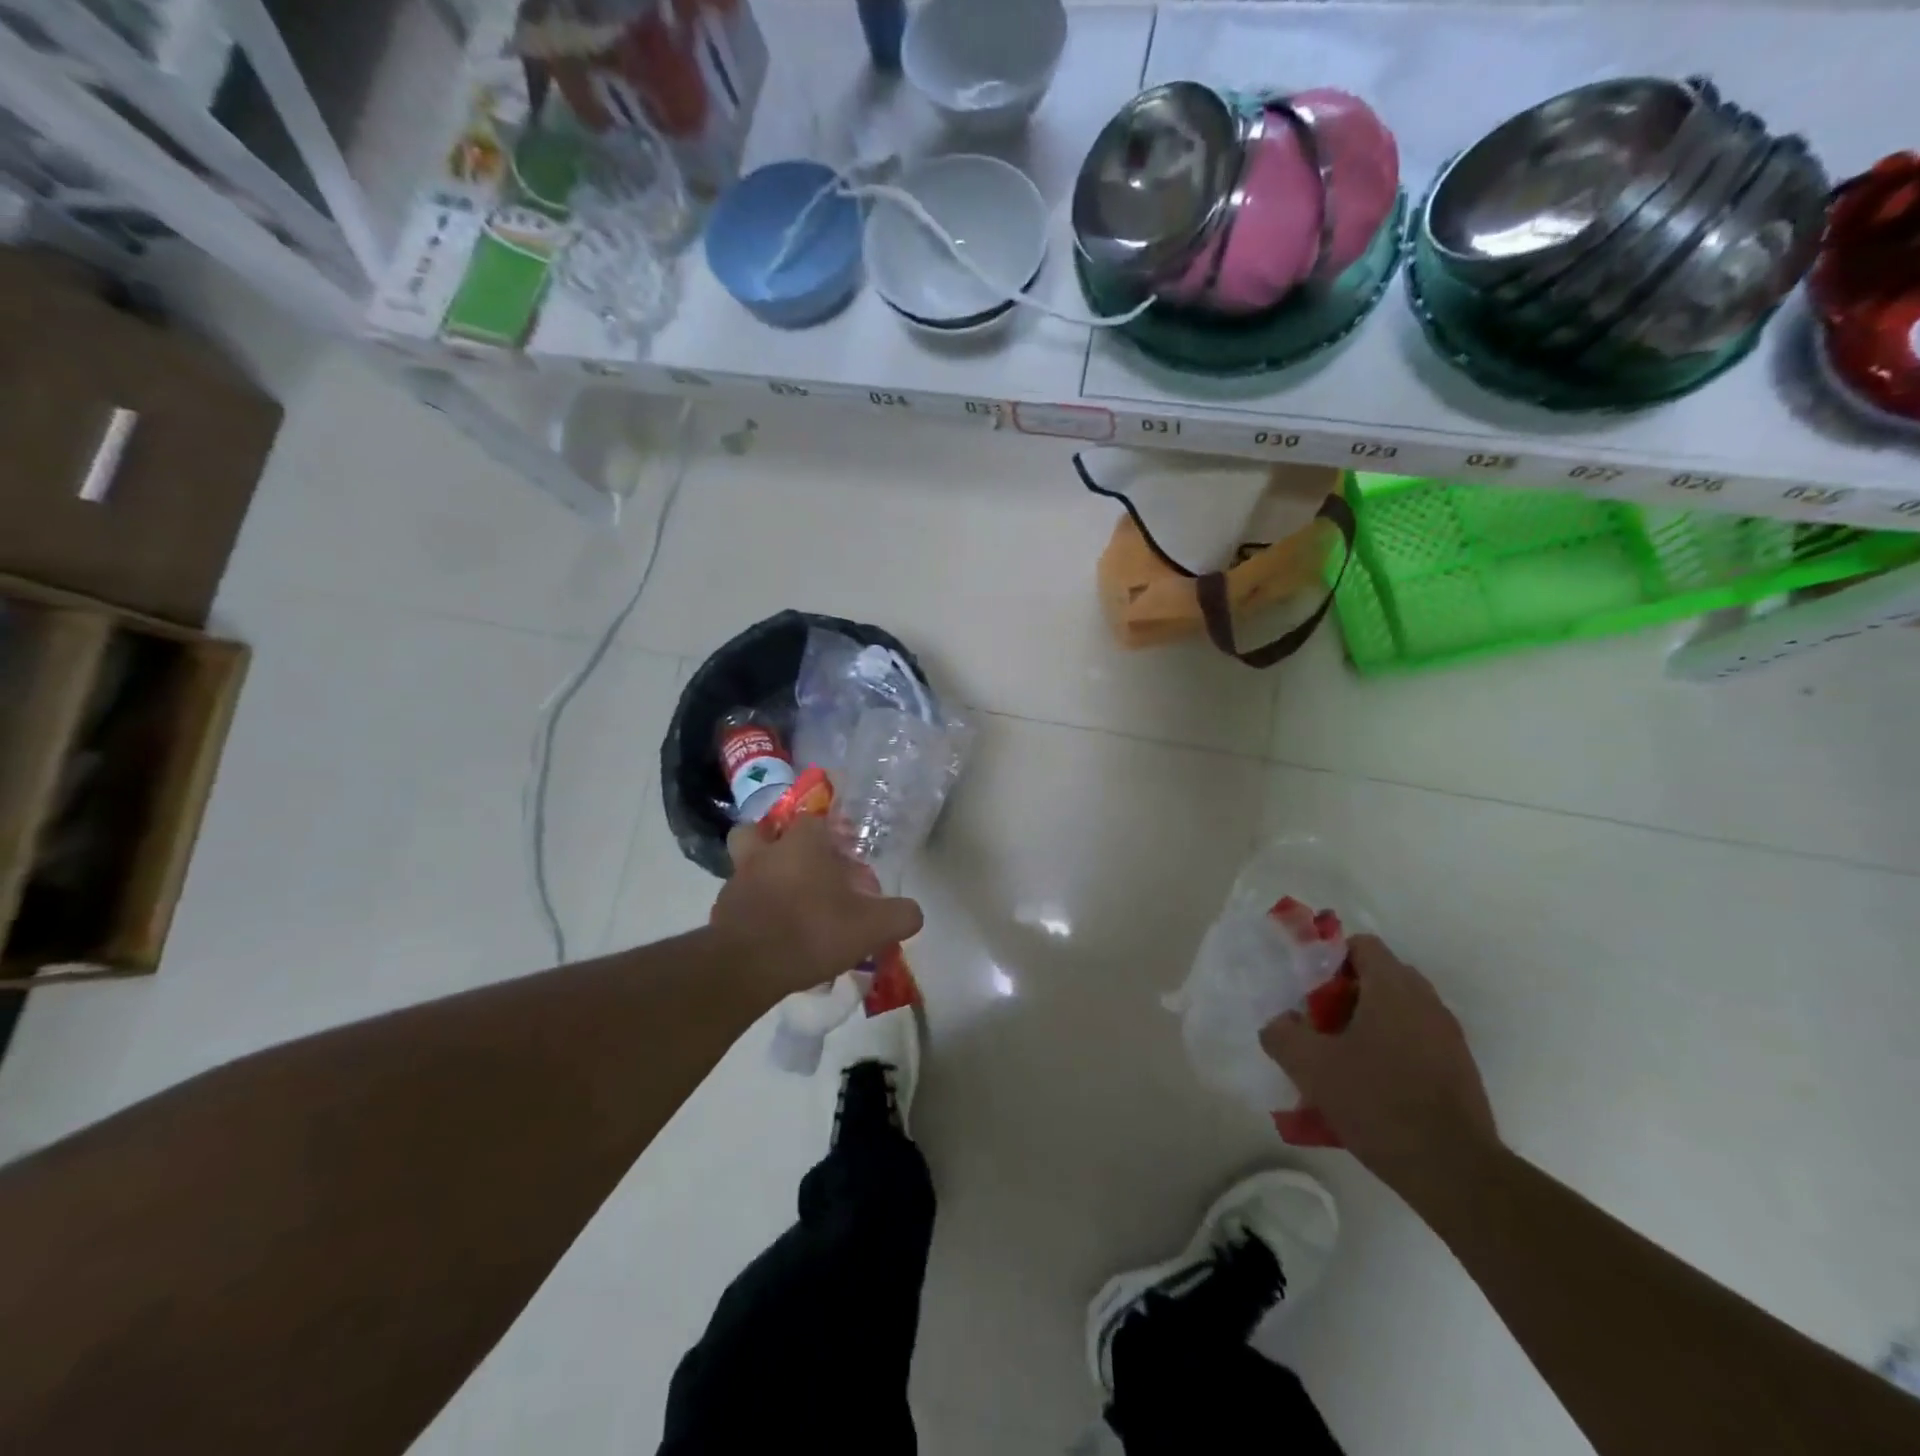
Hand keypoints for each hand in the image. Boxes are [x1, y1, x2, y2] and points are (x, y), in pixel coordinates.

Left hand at [711, 814, 922, 996]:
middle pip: (763, 831)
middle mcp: (765, 852)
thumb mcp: (872, 927)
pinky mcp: (720, 911)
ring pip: (745, 863)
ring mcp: (737, 880)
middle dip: (778, 843)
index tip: (846, 861)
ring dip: (761, 875)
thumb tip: (913, 913)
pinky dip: (752, 909)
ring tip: (784, 901)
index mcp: (802, 844)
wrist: (747, 968)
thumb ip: (900, 916)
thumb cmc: (812, 932)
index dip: (832, 837)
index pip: (816, 821)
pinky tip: (770, 933)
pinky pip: (738, 900)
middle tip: (803, 870)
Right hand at [1260, 935, 1498, 1193]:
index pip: (1362, 945)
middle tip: (1321, 1024)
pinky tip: (1372, 1086)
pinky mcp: (1460, 1069)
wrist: (1454, 1171)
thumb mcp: (1310, 1067)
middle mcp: (1426, 1002)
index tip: (1310, 991)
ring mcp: (1449, 1036)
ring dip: (1370, 1022)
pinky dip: (1392, 1049)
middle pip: (1381, 976)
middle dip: (1347, 993)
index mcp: (1393, 988)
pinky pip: (1417, 1040)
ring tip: (1343, 1057)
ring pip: (1400, 1011)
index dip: (1331, 959)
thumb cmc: (1378, 1103)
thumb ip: (1282, 1034)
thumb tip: (1279, 1022)